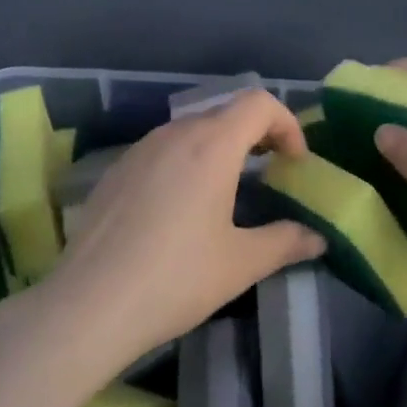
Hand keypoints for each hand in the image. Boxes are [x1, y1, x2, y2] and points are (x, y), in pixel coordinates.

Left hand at [40, 90, 325, 373]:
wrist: (89, 303)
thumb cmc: (175, 278)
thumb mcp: (239, 264)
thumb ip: (284, 242)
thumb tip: (317, 238)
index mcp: (212, 145)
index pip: (259, 103)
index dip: (286, 124)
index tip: (294, 162)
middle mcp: (176, 133)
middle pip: (226, 113)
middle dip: (256, 135)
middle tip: (270, 173)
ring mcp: (141, 147)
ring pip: (192, 129)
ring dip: (220, 147)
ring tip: (228, 190)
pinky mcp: (117, 167)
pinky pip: (163, 148)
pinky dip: (186, 160)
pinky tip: (179, 207)